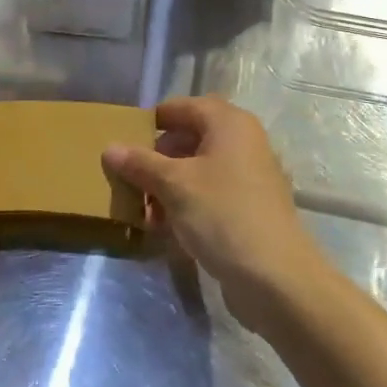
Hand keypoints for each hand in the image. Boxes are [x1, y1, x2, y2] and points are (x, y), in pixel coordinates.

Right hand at [104, 97, 316, 325]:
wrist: (276, 279)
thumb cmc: (222, 215)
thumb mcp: (173, 185)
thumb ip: (140, 163)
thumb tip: (110, 148)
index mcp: (228, 123)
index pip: (181, 107)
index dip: (151, 121)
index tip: (124, 141)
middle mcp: (242, 142)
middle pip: (189, 139)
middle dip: (156, 159)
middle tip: (130, 179)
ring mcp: (248, 177)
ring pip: (197, 171)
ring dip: (167, 187)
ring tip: (143, 211)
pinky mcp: (248, 209)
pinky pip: (209, 196)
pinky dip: (185, 205)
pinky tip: (164, 229)